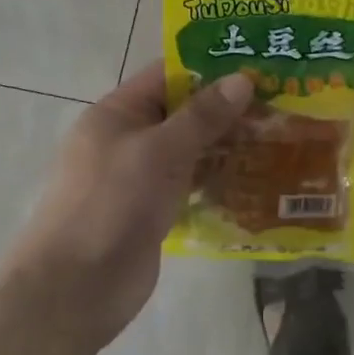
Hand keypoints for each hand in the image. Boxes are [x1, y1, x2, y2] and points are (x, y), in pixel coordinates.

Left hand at [4, 63, 252, 350]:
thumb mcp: (160, 151)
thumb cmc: (112, 203)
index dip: (209, 67)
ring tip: (278, 135)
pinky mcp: (152, 211)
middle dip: (225, 108)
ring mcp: (139, 177)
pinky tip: (254, 177)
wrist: (74, 290)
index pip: (167, 75)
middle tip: (279, 102)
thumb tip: (243, 79)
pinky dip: (216, 179)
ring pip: (189, 150)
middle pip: (181, 112)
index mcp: (118, 112)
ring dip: (225, 144)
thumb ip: (203, 115)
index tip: (255, 65)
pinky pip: (189, 184)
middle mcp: (127, 138)